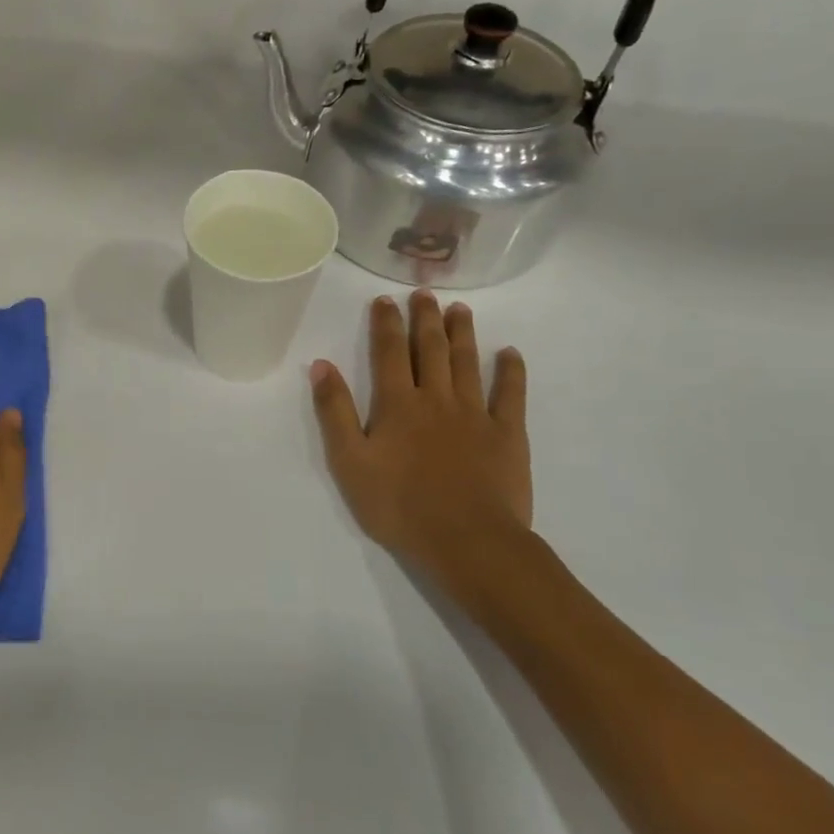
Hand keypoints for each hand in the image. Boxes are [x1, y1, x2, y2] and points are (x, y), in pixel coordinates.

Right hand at [310, 293, 532, 604]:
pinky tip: (509, 353)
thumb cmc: (399, 505)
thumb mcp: (349, 462)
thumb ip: (335, 411)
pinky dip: (510, 371)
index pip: (389, 353)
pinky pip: (511, 394)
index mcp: (397, 404)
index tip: (384, 300)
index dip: (385, 324)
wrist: (466, 541)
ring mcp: (476, 414)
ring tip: (460, 309)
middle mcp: (436, 398)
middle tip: (424, 293)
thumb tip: (321, 365)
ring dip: (462, 333)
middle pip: (430, 349)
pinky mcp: (508, 434)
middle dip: (425, 318)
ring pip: (467, 363)